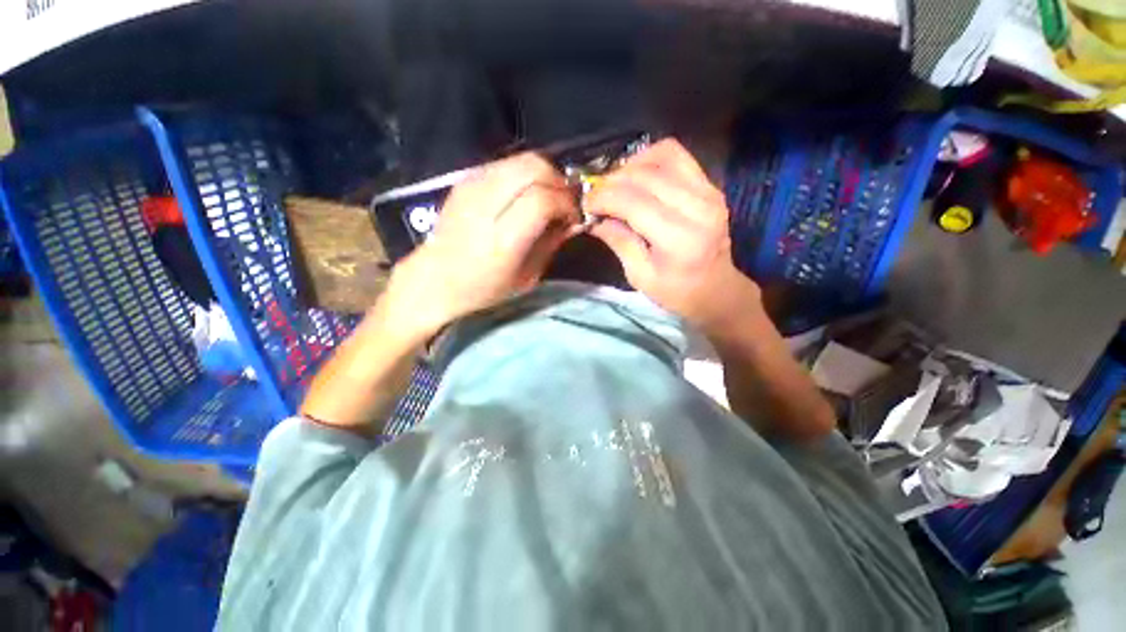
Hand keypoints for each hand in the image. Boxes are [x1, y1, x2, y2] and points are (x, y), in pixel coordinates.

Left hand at [384, 153, 579, 339]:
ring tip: (548, 196)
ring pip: (521, 159)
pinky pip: (506, 164)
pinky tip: (526, 193)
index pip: (541, 200)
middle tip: (563, 202)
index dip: (565, 203)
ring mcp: (471, 187)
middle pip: (533, 167)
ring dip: (543, 174)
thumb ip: (552, 243)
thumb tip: (574, 220)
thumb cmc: (483, 288)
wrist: (434, 279)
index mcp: (501, 240)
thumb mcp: (527, 277)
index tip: (573, 217)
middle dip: (558, 181)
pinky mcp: (465, 179)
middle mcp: (484, 206)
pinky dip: (525, 173)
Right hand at [583, 139, 760, 334]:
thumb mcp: (640, 276)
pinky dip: (650, 160)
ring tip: (615, 185)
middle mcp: (698, 207)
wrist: (716, 289)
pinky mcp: (710, 185)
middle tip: (596, 197)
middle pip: (644, 176)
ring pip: (661, 156)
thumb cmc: (676, 292)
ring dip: (630, 166)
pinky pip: (676, 156)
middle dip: (611, 182)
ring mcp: (708, 191)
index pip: (633, 202)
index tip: (586, 205)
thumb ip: (619, 242)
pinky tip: (636, 176)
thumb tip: (594, 218)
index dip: (603, 198)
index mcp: (680, 239)